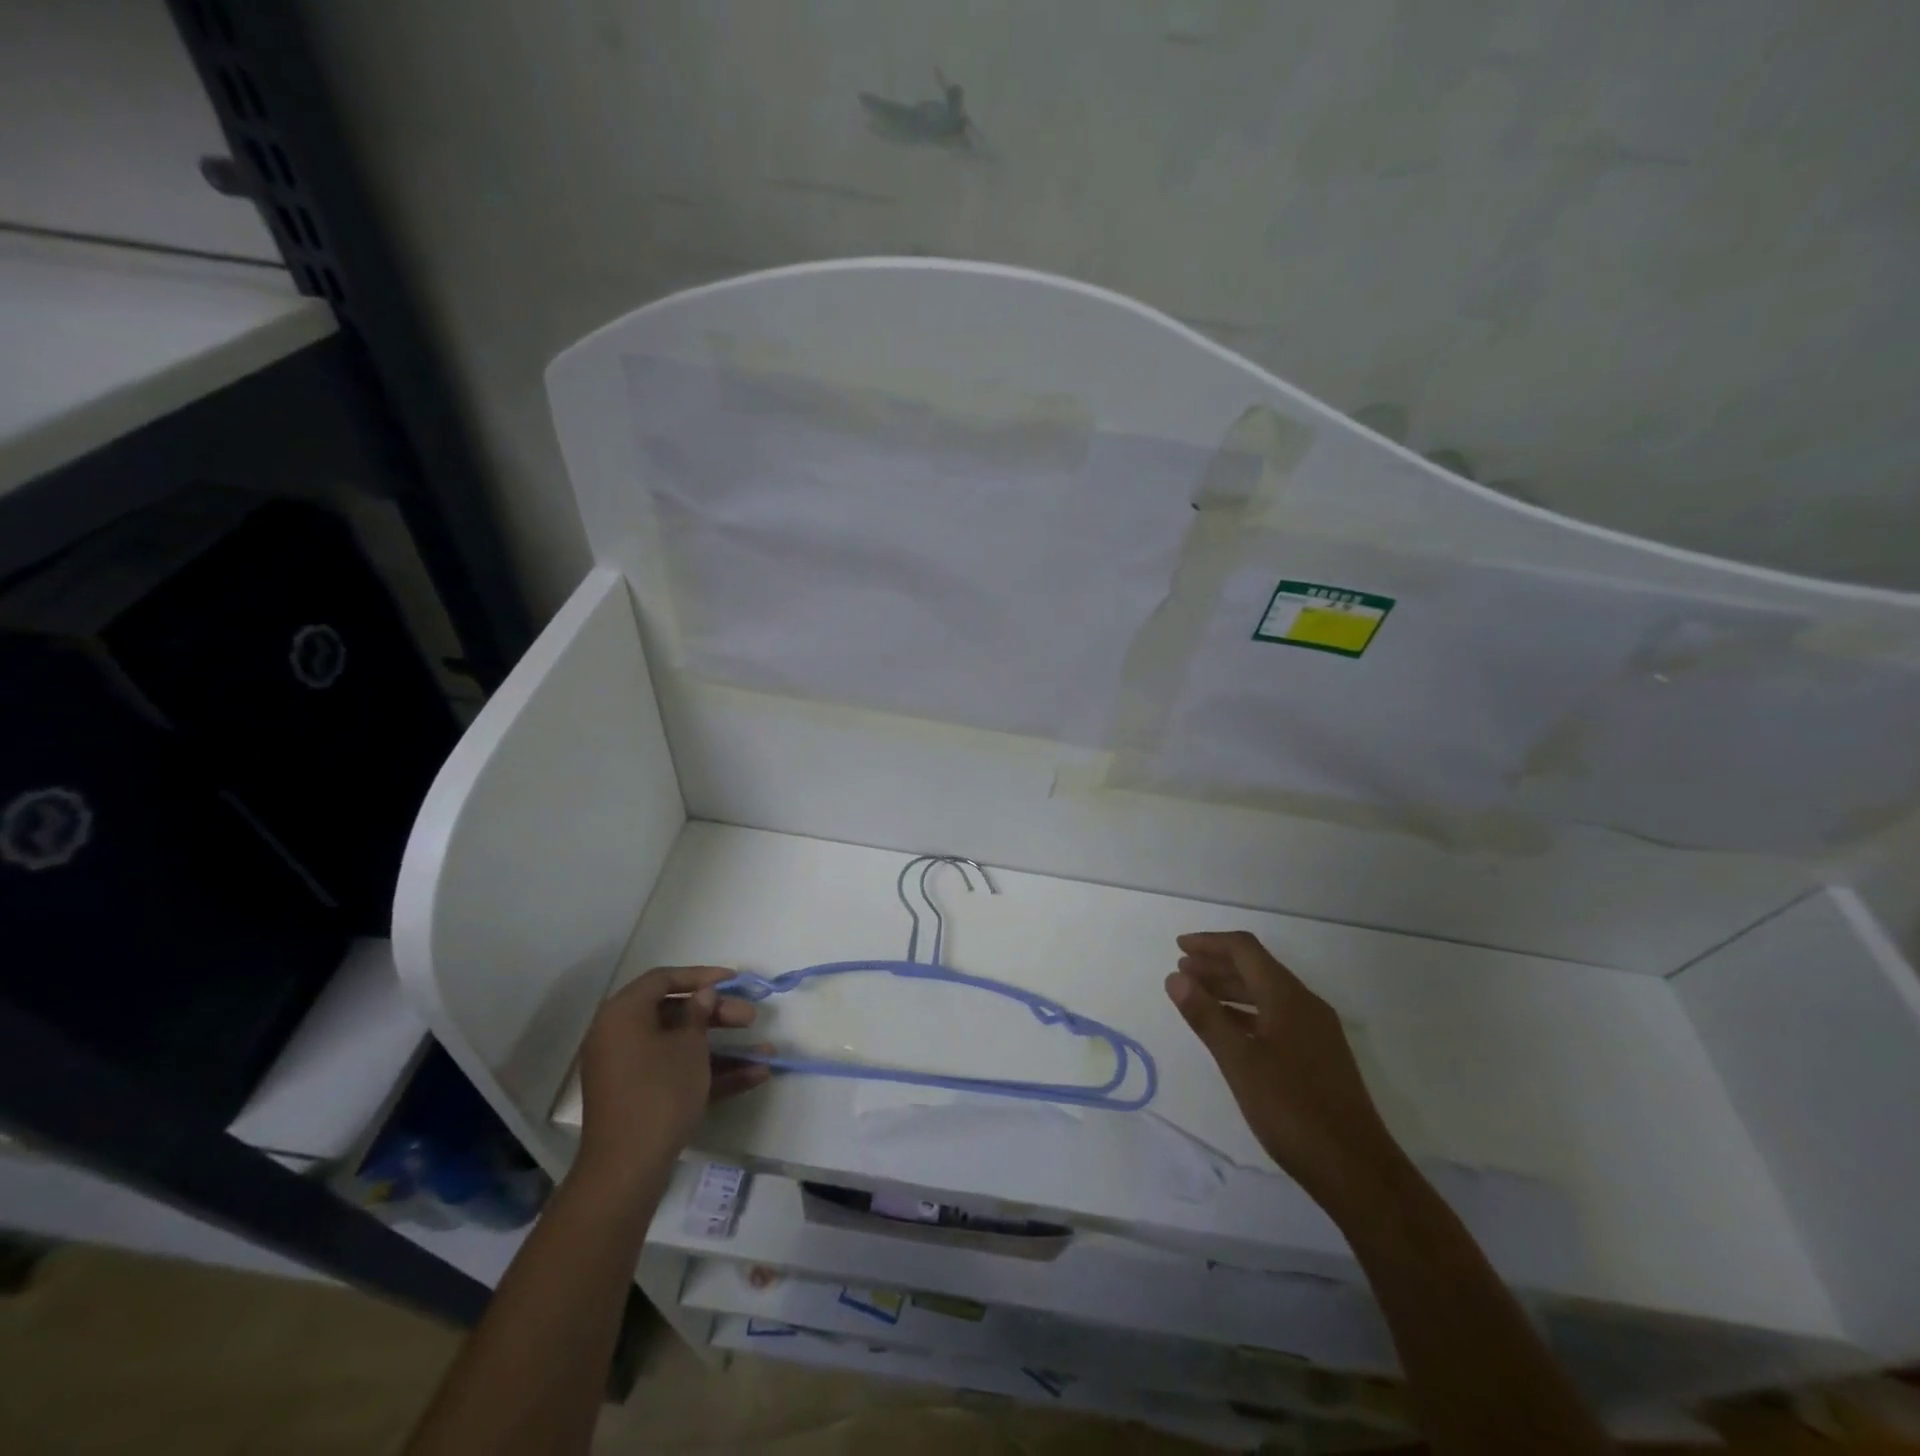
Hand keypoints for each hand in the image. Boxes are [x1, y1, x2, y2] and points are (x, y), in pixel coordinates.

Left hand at [574, 966, 769, 1193]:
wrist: (627, 1168)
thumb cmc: (659, 1091)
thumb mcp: (688, 1046)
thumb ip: (698, 1013)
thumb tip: (702, 995)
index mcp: (623, 1015)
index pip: (663, 980)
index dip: (701, 976)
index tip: (734, 980)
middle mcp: (621, 1037)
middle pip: (675, 1013)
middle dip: (718, 1015)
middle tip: (751, 1018)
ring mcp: (630, 1070)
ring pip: (681, 1046)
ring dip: (723, 1047)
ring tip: (765, 1051)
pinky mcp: (642, 1097)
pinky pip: (678, 1073)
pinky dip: (711, 1073)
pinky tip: (754, 1076)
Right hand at [1166, 931, 1403, 1210]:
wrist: (1357, 1170)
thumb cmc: (1293, 1110)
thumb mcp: (1239, 1062)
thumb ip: (1206, 1017)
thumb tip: (1175, 977)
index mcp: (1288, 997)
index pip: (1245, 950)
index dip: (1210, 943)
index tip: (1179, 946)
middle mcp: (1305, 1004)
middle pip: (1256, 968)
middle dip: (1217, 964)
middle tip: (1181, 971)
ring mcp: (1316, 1031)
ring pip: (1266, 993)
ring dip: (1230, 988)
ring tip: (1197, 995)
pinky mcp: (1319, 1055)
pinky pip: (1276, 1016)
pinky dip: (1247, 1012)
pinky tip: (1230, 1029)